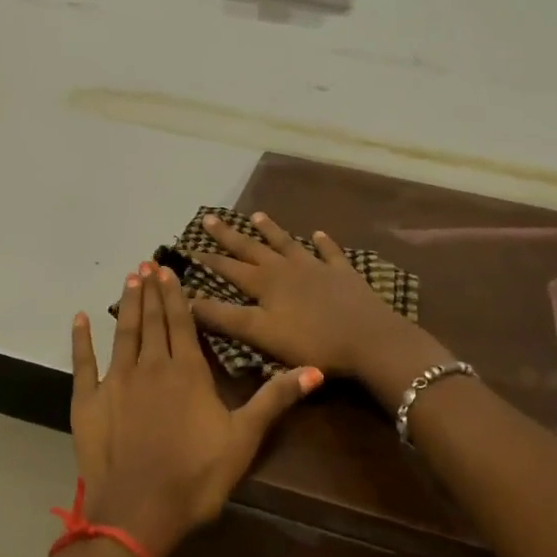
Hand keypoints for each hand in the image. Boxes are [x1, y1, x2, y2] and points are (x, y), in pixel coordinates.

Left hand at [69, 263, 321, 556]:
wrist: (140, 511)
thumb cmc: (197, 475)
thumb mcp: (244, 438)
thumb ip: (275, 399)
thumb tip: (315, 369)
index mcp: (187, 371)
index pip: (181, 322)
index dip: (176, 295)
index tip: (168, 270)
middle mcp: (150, 366)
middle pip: (152, 321)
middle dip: (152, 291)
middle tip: (147, 264)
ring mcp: (115, 381)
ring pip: (123, 333)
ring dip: (127, 305)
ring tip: (129, 279)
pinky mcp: (88, 402)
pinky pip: (83, 363)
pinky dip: (81, 339)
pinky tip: (80, 318)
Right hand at [190, 212, 443, 384]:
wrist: (369, 339)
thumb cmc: (311, 341)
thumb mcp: (260, 333)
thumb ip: (224, 317)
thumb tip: (187, 300)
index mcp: (265, 284)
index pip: (229, 268)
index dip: (208, 260)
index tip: (189, 248)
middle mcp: (287, 268)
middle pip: (253, 248)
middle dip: (230, 235)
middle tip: (210, 217)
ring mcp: (317, 268)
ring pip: (288, 244)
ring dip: (271, 230)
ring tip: (257, 215)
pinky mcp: (343, 274)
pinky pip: (330, 253)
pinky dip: (323, 243)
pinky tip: (319, 234)